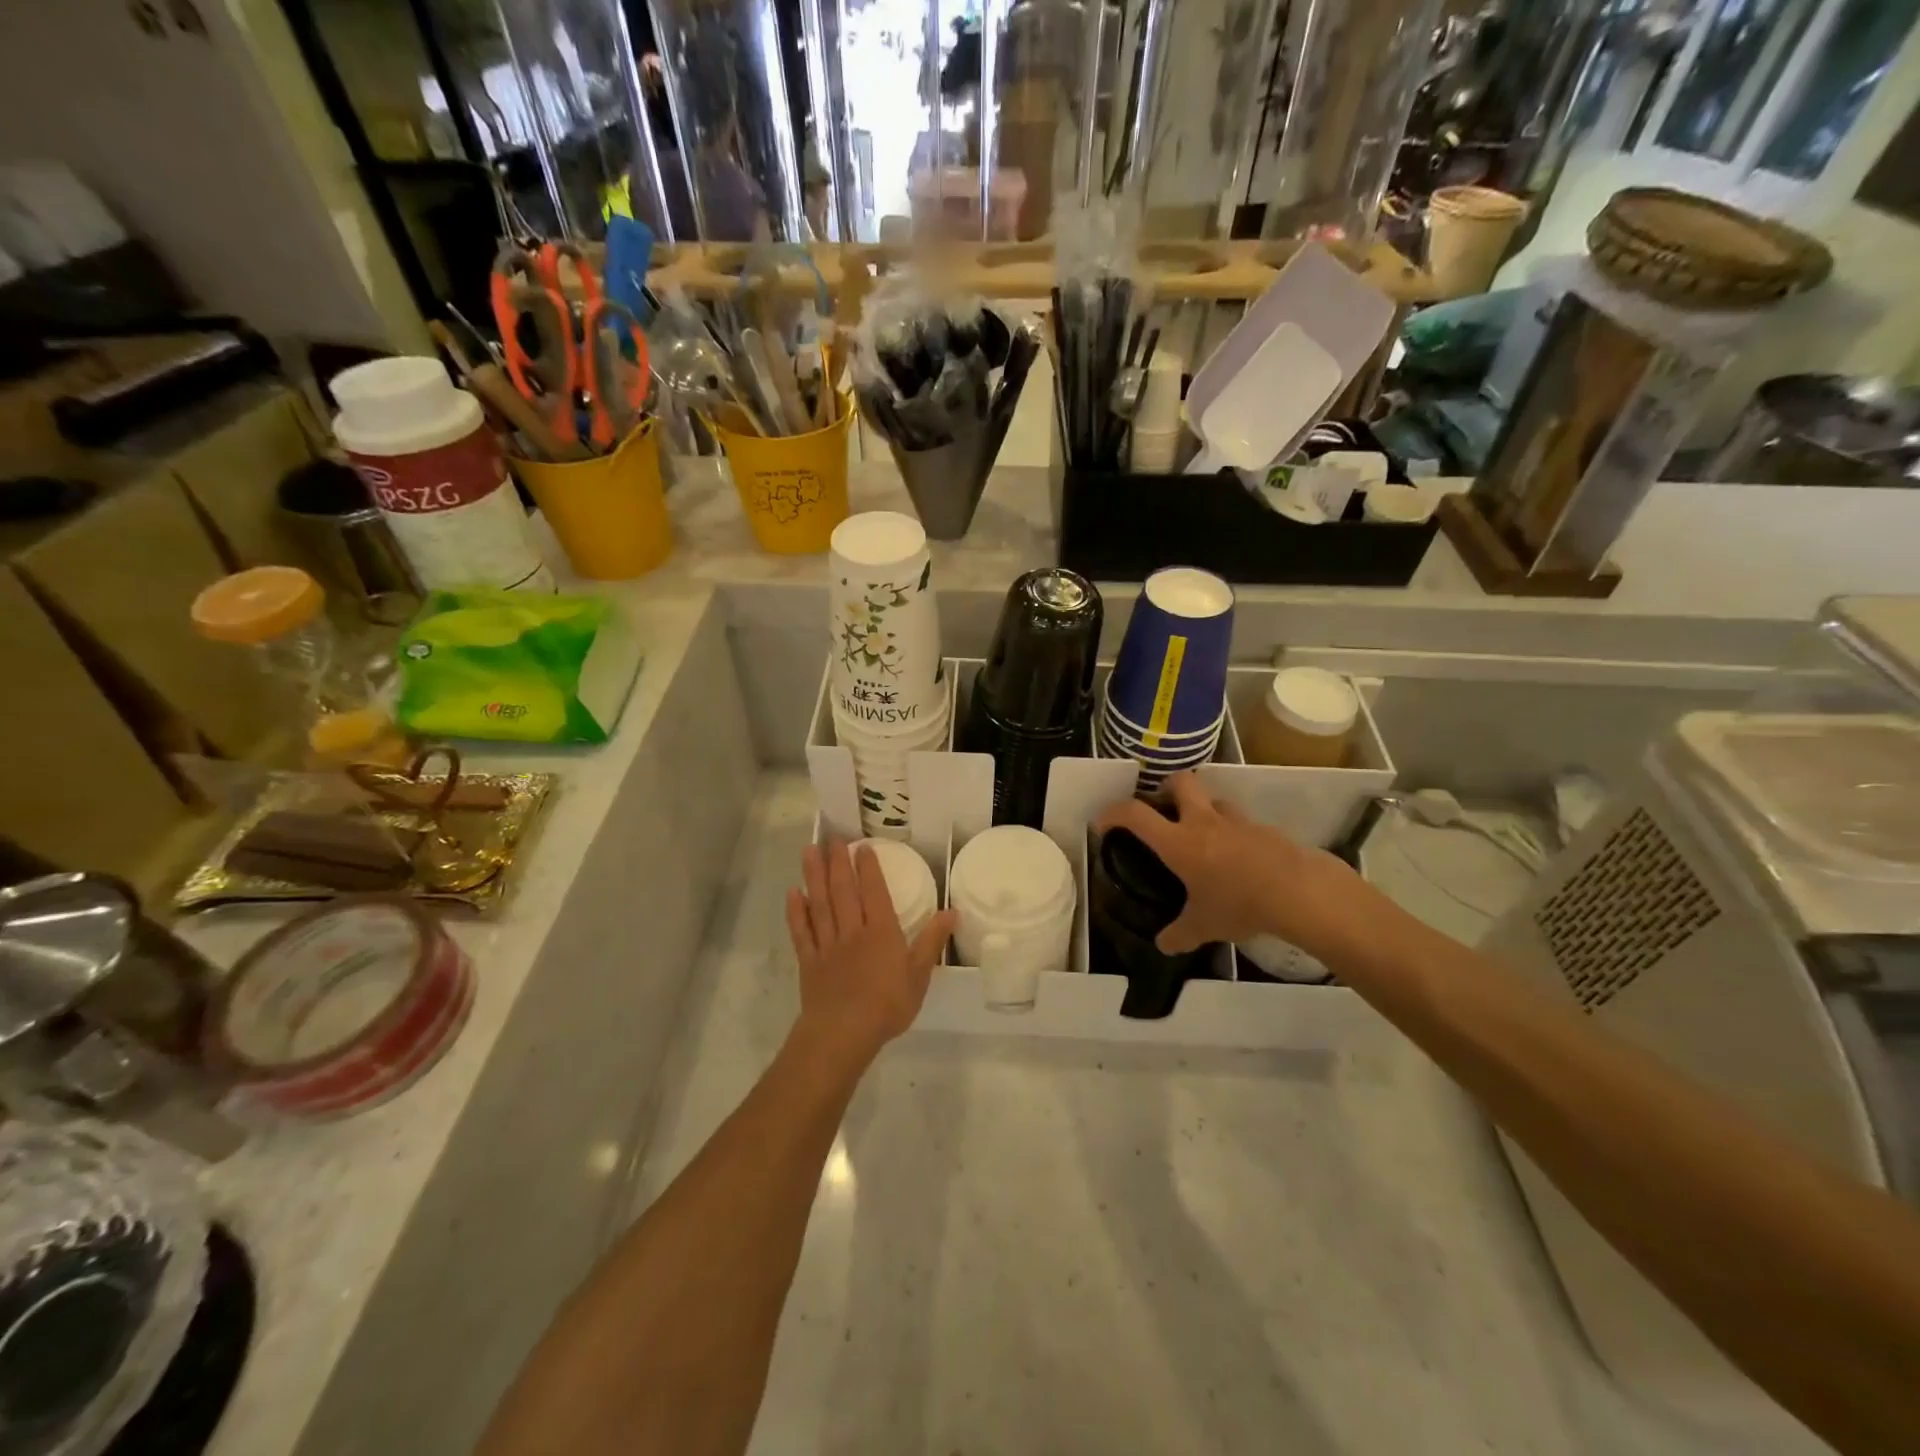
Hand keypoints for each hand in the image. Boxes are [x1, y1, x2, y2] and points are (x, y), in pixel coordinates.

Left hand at [786, 841, 955, 1064]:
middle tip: (832, 838)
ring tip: (809, 851)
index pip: (874, 891)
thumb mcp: (919, 975)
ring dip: (814, 876)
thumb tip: (952, 911)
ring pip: (820, 903)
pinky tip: (792, 893)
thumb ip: (932, 941)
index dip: (868, 867)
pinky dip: (796, 912)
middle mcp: (852, 930)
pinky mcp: (809, 962)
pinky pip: (801, 932)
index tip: (862, 845)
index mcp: (880, 931)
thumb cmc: (887, 1005)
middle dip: (838, 862)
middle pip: (843, 890)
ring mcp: (827, 945)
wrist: (843, 1033)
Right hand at [1096, 772, 1373, 958]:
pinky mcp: (1265, 829)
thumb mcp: (1204, 926)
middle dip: (1166, 788)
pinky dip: (1233, 833)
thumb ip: (1179, 934)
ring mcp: (1237, 821)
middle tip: (1163, 811)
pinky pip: (1241, 822)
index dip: (1113, 813)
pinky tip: (1237, 859)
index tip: (1104, 822)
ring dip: (1204, 809)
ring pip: (1214, 799)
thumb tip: (1163, 945)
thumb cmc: (1240, 904)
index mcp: (1178, 841)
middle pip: (1180, 781)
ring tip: (1203, 836)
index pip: (1135, 814)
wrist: (1300, 893)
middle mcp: (1204, 821)